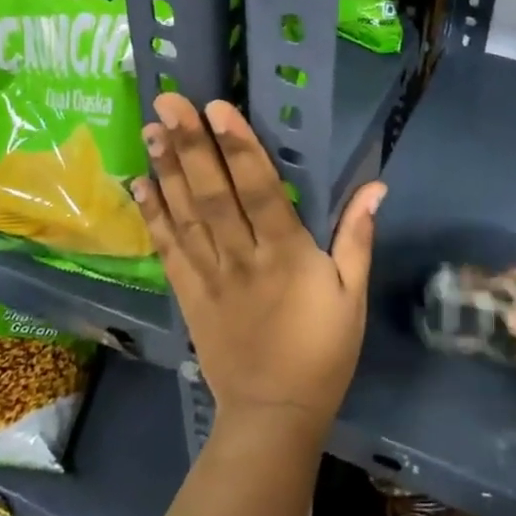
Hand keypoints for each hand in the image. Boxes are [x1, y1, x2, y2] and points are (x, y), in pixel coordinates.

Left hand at [136, 94, 385, 442]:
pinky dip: (152, 215)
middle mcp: (242, 259)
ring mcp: (209, 277)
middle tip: (168, 100)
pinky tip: (139, 183)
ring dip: (166, 170)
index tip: (217, 109)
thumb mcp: (352, 296)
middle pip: (213, 195)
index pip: (259, 191)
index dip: (238, 148)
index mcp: (287, 256)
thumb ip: (357, 237)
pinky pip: (168, 250)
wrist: (274, 415)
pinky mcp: (188, 295)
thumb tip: (376, 186)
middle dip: (191, 145)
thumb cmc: (322, 352)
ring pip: (185, 216)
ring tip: (150, 128)